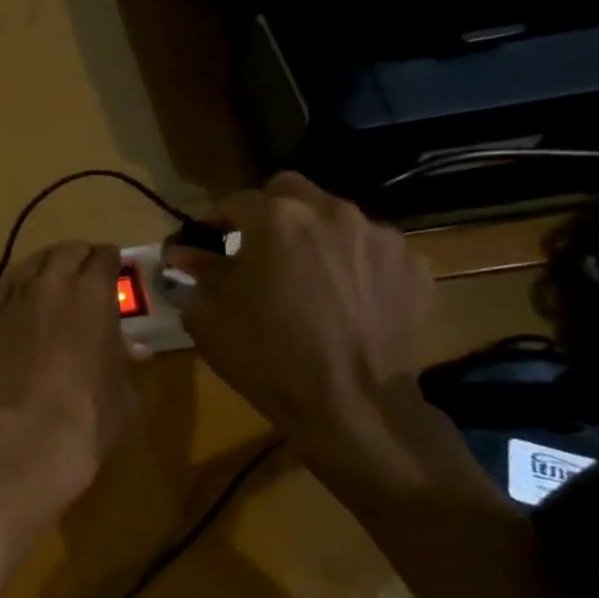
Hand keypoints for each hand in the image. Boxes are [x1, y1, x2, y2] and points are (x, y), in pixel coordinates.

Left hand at [0, 242, 137, 531]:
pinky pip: (4, 288)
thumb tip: (134, 347)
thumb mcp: (124, 388)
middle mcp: (53, 285)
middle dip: (79, 255)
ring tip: (52, 273)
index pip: (104, 257)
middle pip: (66, 251)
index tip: (114, 265)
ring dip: (46, 264)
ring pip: (31, 263)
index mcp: (94, 293)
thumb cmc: (91, 414)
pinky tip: (22, 295)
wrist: (30, 432)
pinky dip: (17, 286)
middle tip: (85, 266)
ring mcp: (16, 299)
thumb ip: (125, 358)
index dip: (111, 259)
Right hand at [173, 173, 434, 446]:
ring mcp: (380, 238)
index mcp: (276, 219)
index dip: (213, 219)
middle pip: (291, 191)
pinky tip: (344, 298)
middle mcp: (331, 214)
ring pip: (336, 218)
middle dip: (268, 212)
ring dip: (314, 236)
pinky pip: (372, 251)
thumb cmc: (266, 355)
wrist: (353, 406)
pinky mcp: (413, 268)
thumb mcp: (209, 313)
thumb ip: (197, 271)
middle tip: (256, 247)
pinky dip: (353, 264)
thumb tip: (184, 252)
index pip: (234, 201)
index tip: (202, 239)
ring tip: (306, 276)